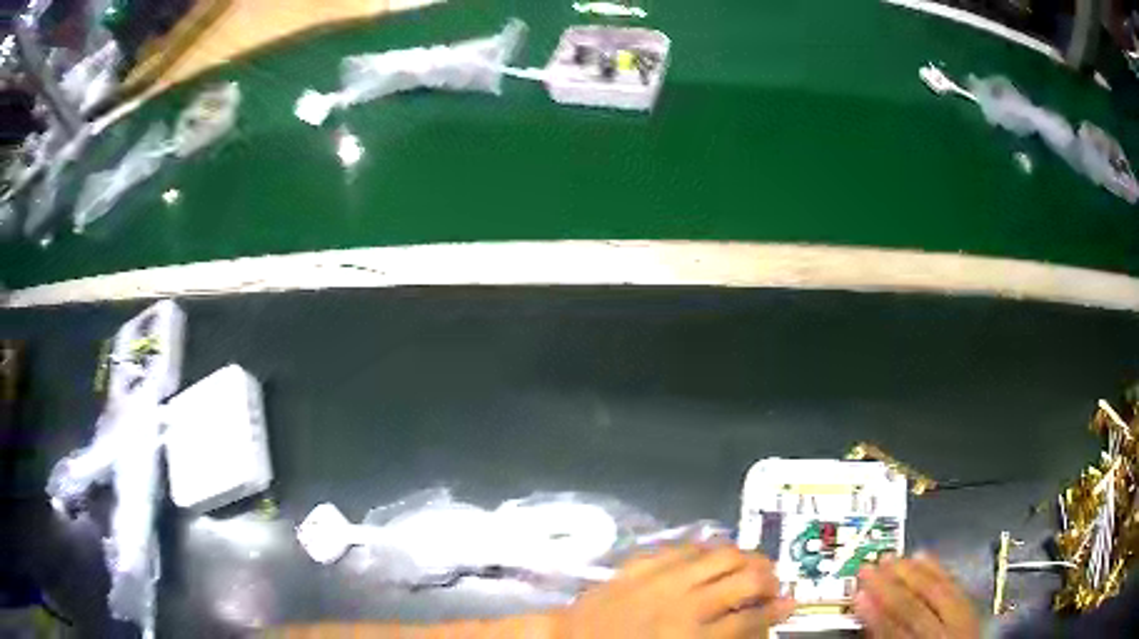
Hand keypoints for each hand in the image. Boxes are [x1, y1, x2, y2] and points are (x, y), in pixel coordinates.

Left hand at [555, 543, 793, 638]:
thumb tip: (754, 626)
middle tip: (772, 584)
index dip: (776, 610)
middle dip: (768, 579)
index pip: (750, 618)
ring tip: (750, 564)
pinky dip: (703, 548)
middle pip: (744, 579)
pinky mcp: (639, 564)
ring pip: (719, 554)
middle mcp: (683, 603)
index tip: (790, 604)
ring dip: (744, 557)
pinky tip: (711, 553)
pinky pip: (681, 547)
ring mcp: (659, 578)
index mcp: (690, 635)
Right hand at [853, 553, 979, 638]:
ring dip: (911, 571)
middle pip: (917, 606)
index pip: (897, 630)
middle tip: (869, 566)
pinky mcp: (970, 607)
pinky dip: (936, 568)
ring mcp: (963, 619)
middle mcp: (950, 631)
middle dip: (889, 586)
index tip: (857, 594)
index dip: (875, 614)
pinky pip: (955, 583)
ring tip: (890, 557)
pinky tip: (923, 556)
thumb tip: (867, 616)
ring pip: (937, 589)